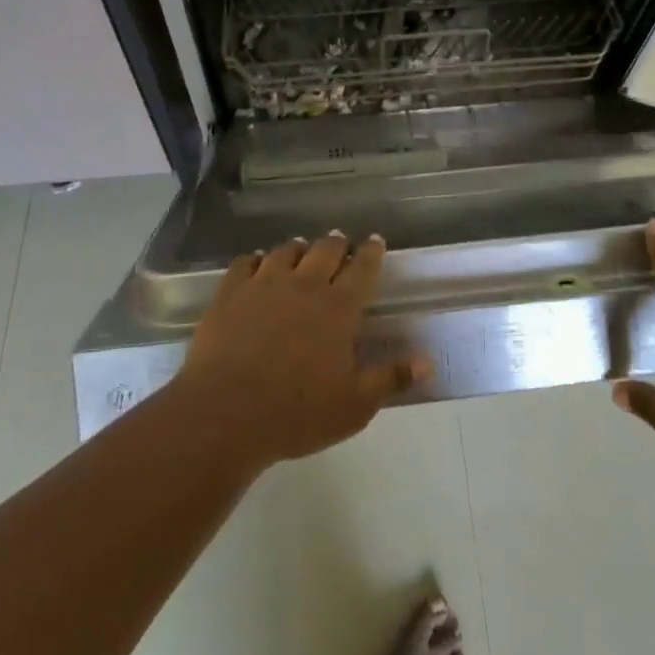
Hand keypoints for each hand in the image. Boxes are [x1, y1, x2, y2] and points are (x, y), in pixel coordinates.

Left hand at [175, 231, 426, 468]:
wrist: (225, 413)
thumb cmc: (296, 413)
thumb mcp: (354, 406)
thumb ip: (392, 378)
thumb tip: (429, 362)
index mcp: (338, 308)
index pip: (362, 269)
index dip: (371, 252)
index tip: (376, 241)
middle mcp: (304, 285)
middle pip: (325, 251)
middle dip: (337, 244)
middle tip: (341, 241)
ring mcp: (264, 284)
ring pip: (286, 251)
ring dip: (298, 247)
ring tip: (301, 247)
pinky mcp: (231, 292)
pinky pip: (246, 263)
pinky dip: (256, 259)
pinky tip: (256, 262)